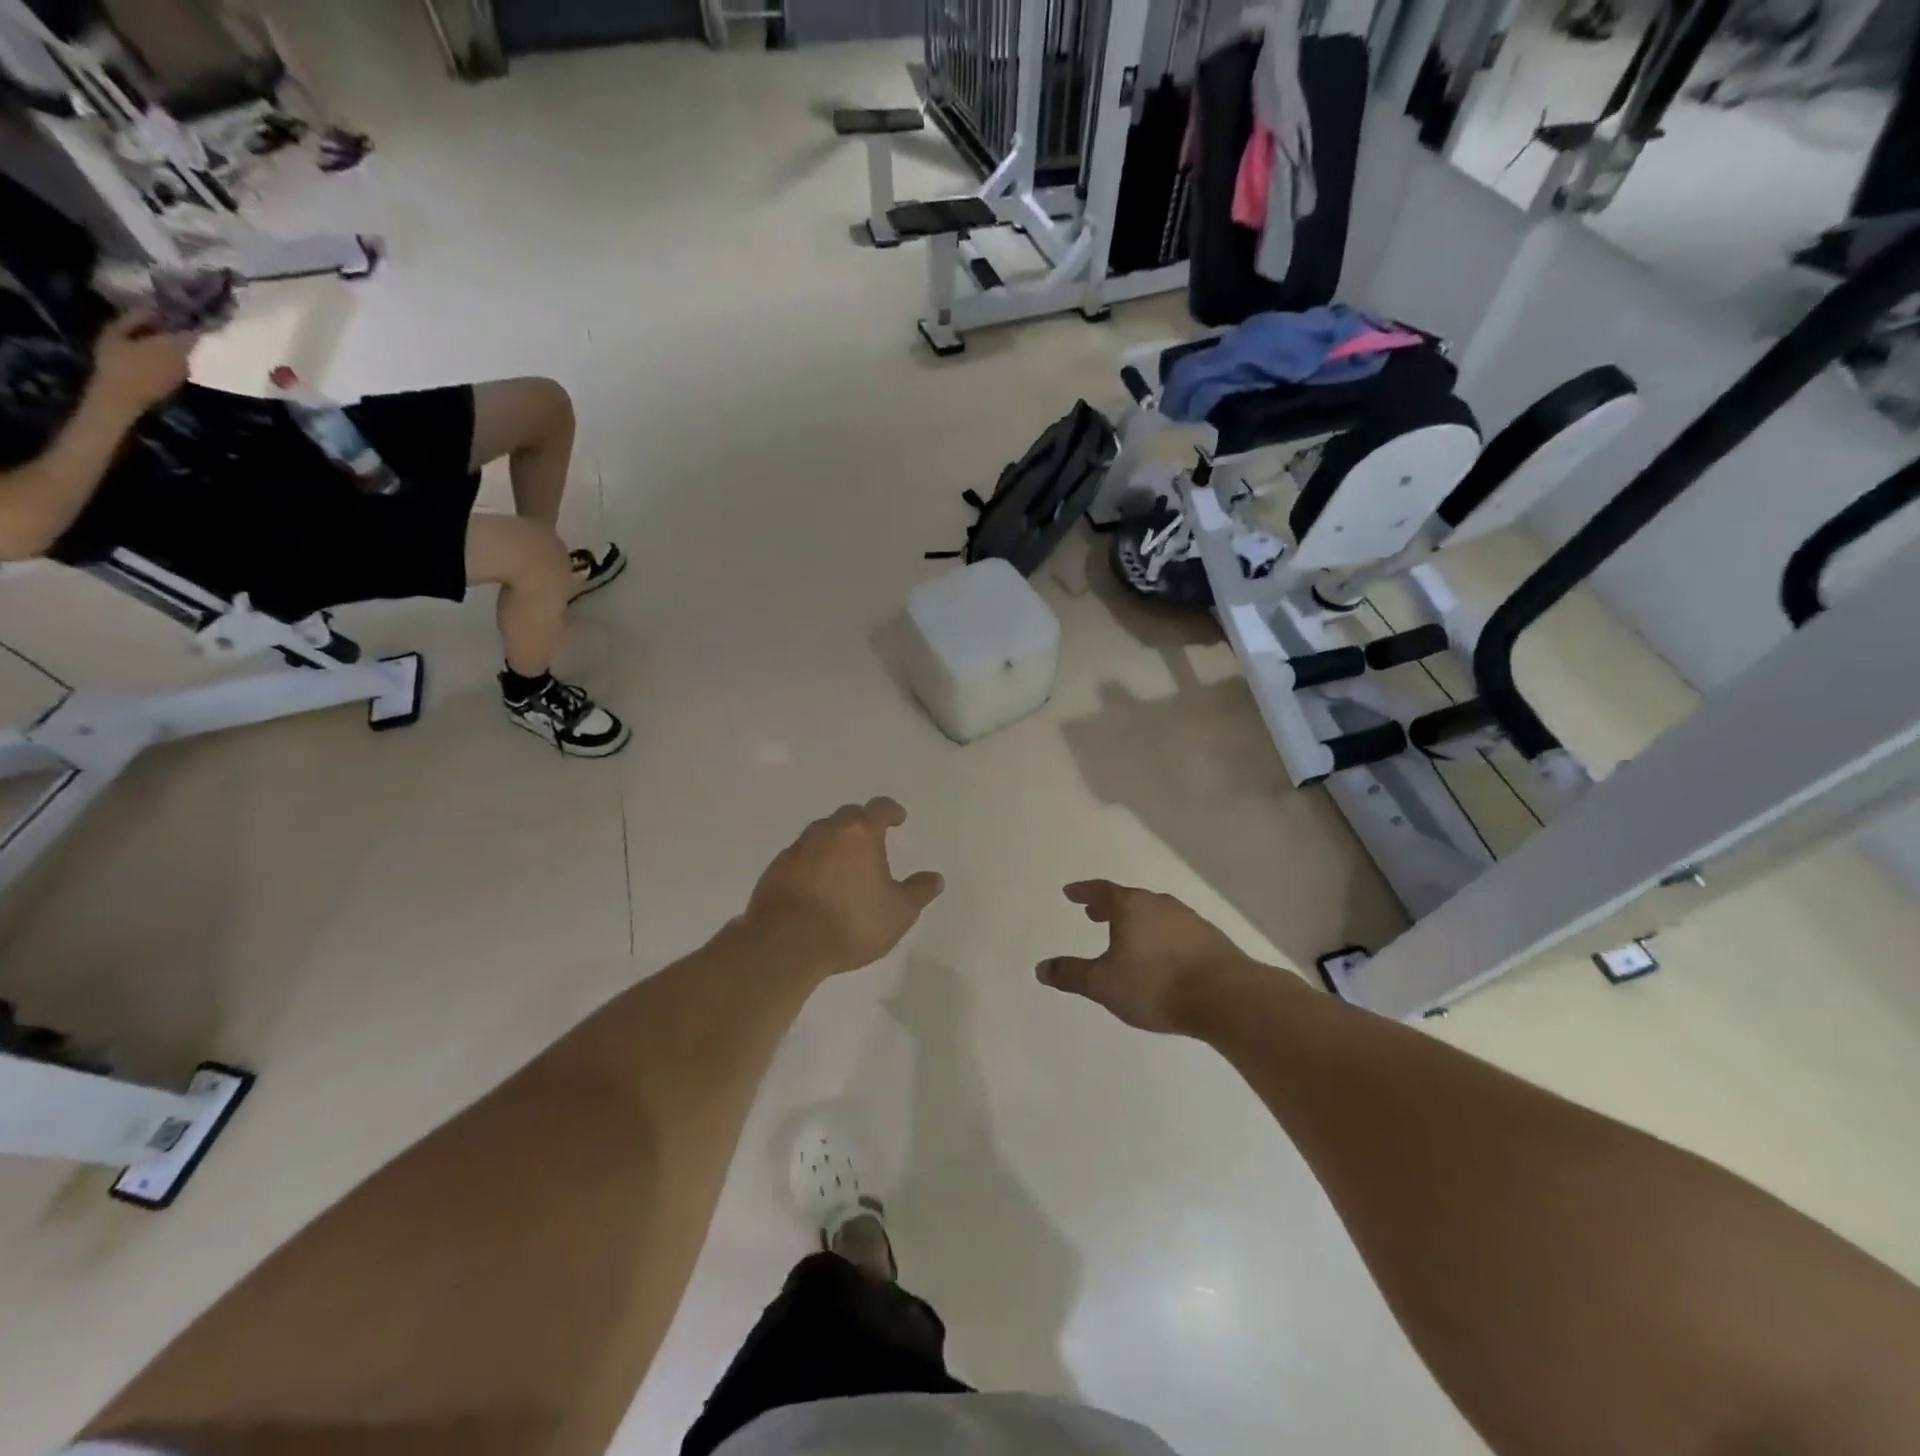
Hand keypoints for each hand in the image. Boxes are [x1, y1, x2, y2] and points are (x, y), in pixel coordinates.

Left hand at [89, 306, 193, 414]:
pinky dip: (171, 359)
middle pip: (151, 326)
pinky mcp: (133, 372)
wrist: (120, 404)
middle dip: (174, 328)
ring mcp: (123, 354)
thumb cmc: (141, 374)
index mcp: (121, 324)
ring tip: (197, 348)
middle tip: (200, 331)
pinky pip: (156, 359)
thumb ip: (184, 338)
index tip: (196, 312)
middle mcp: (119, 334)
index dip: (172, 308)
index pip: (149, 308)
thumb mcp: (167, 352)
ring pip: (154, 342)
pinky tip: (186, 365)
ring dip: (174, 344)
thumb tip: (199, 328)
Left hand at [744, 798, 944, 978]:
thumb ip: (918, 892)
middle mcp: (826, 831)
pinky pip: (800, 857)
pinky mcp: (775, 870)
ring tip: (844, 865)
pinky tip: (817, 886)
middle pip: (847, 816)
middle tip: (872, 841)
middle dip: (861, 824)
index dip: (891, 811)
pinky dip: (812, 863)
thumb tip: (935, 878)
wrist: (785, 943)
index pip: (879, 808)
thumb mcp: (899, 912)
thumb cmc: (851, 922)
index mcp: (859, 834)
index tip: (898, 818)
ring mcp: (797, 849)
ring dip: (834, 843)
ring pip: (820, 834)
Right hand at [1037, 881, 1263, 1034]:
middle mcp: (1159, 904)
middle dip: (1109, 906)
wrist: (1227, 997)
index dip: (1083, 891)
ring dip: (1137, 920)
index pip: (1101, 890)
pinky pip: (1175, 929)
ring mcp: (1188, 919)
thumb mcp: (1104, 984)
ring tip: (1127, 935)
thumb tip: (1041, 968)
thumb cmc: (1156, 985)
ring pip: (1154, 912)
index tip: (1070, 892)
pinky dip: (1160, 934)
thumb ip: (1071, 975)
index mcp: (1131, 906)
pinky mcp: (1210, 938)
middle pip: (1129, 899)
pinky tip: (1162, 954)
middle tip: (1094, 913)